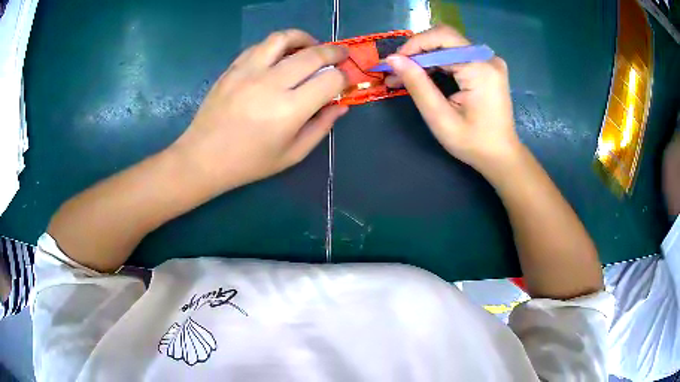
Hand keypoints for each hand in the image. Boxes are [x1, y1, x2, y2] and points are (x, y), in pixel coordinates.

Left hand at [170, 29, 348, 192]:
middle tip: (340, 55)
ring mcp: (248, 71)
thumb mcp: (292, 154)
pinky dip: (277, 46)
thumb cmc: (249, 162)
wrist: (203, 158)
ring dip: (304, 38)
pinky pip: (260, 46)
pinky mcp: (232, 68)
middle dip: (335, 52)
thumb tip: (341, 105)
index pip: (330, 79)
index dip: (344, 77)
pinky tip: (280, 56)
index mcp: (290, 110)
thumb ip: (321, 127)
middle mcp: (271, 83)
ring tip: (311, 46)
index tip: (344, 80)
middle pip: (313, 53)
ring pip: (283, 38)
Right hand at [385, 25, 520, 174]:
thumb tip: (392, 59)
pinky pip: (457, 56)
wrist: (501, 156)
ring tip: (403, 76)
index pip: (442, 37)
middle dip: (417, 52)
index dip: (414, 44)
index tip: (394, 63)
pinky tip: (424, 76)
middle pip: (445, 39)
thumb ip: (417, 85)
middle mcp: (487, 58)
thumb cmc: (473, 143)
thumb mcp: (440, 117)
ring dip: (425, 58)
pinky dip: (438, 64)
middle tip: (396, 71)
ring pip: (449, 47)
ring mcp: (489, 61)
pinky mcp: (487, 67)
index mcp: (480, 68)